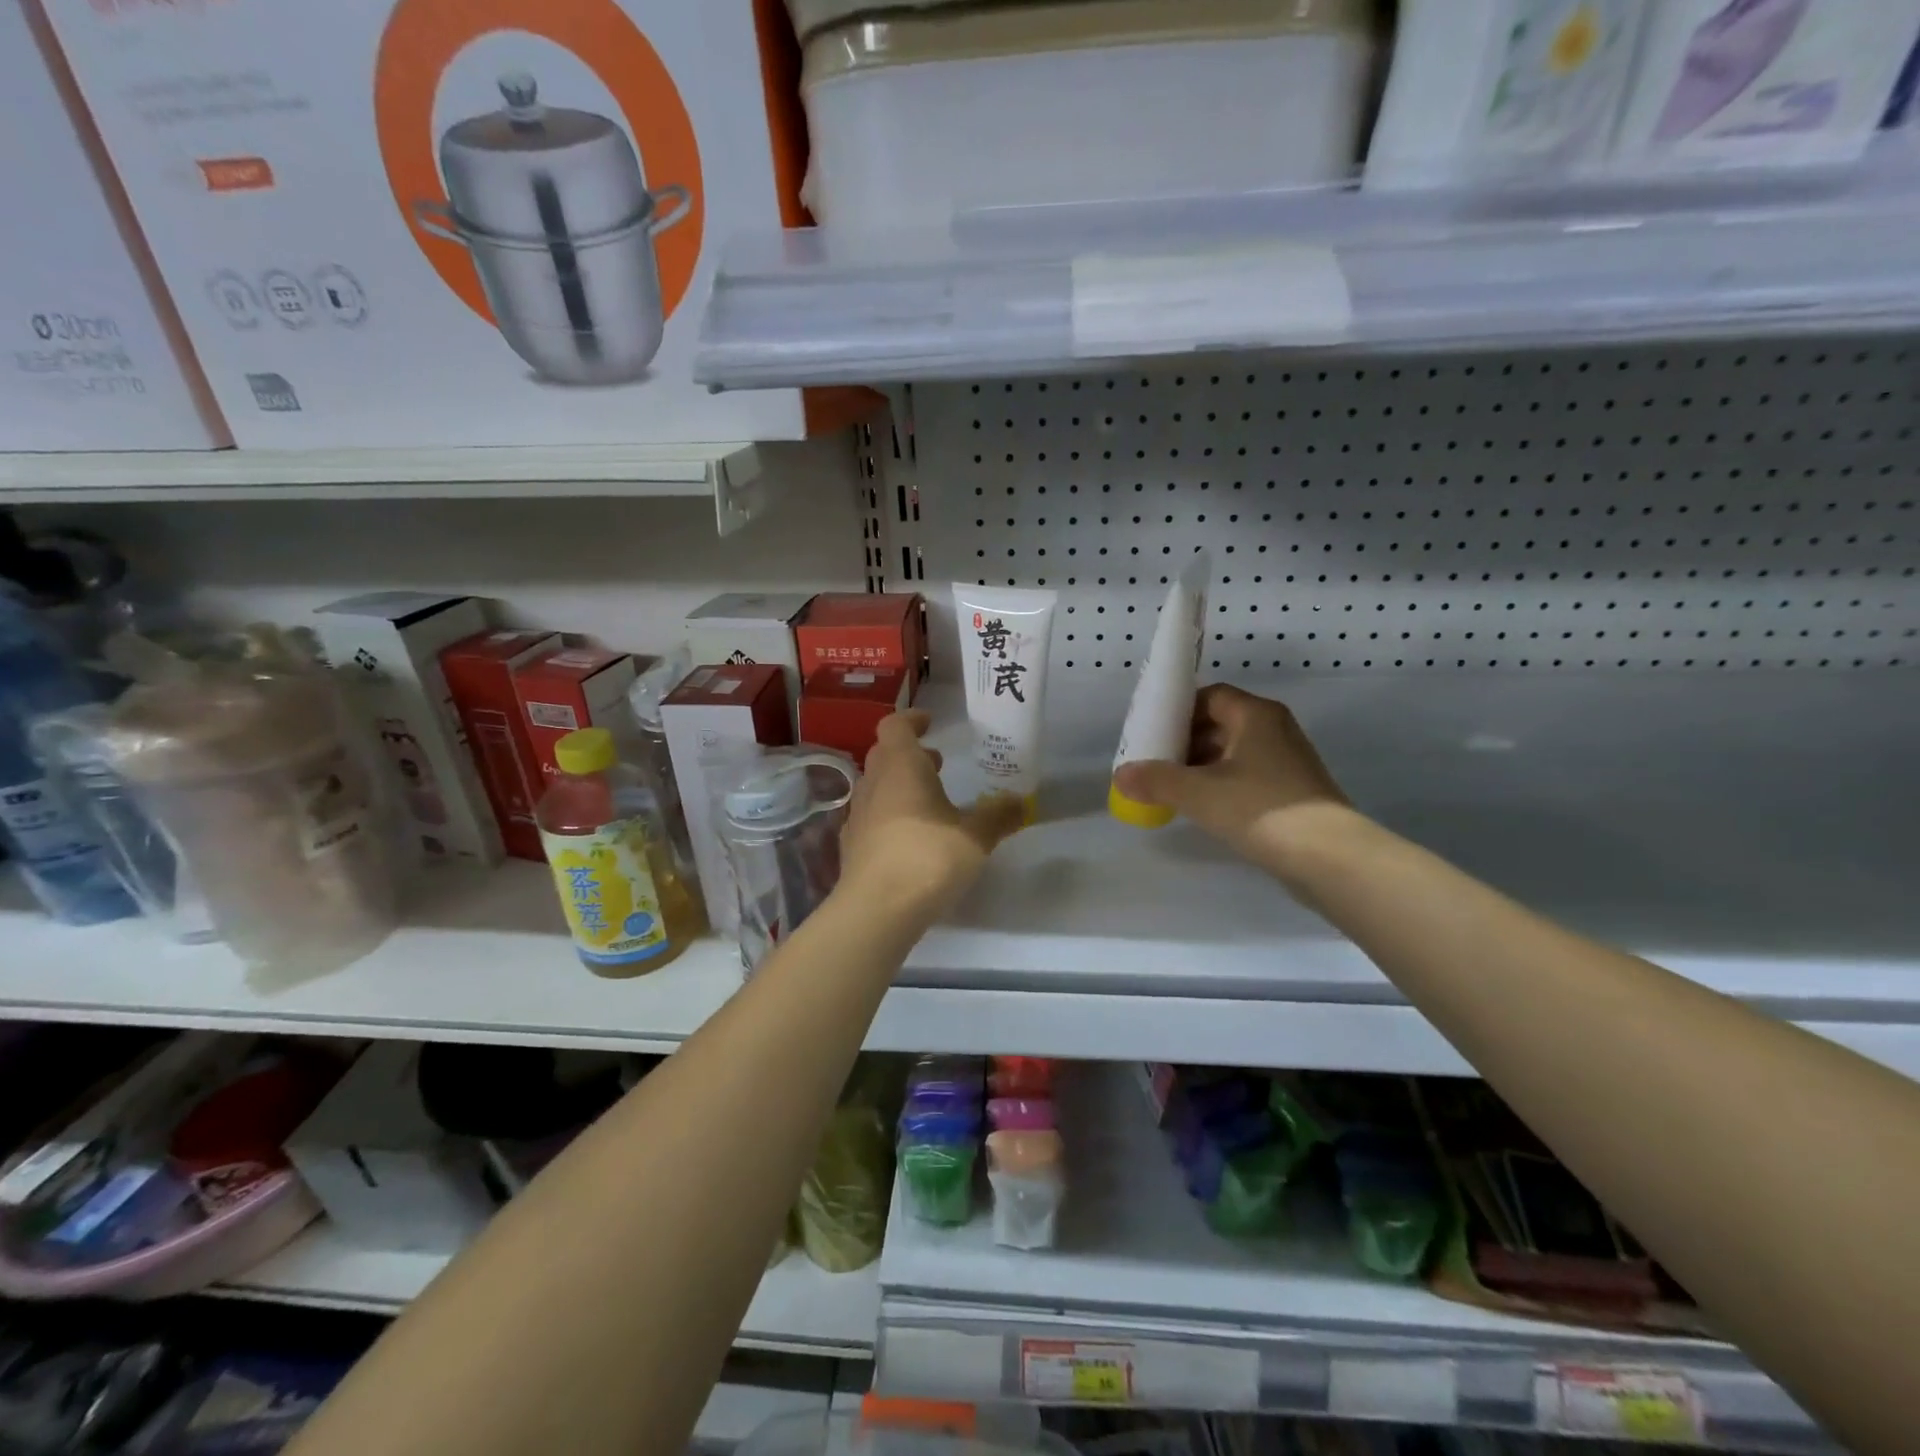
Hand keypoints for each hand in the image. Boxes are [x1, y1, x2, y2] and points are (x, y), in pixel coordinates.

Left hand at [840, 711, 1025, 916]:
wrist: (876, 910)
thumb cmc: (927, 857)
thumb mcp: (975, 837)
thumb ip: (997, 816)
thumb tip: (1020, 802)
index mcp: (901, 766)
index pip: (895, 726)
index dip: (912, 720)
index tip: (930, 723)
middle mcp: (873, 783)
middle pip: (885, 754)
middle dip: (910, 754)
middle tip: (937, 763)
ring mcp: (857, 815)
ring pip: (876, 786)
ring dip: (899, 785)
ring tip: (929, 802)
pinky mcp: (851, 846)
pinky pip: (871, 817)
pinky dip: (889, 815)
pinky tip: (910, 838)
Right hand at [1111, 685, 1350, 873]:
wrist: (1329, 857)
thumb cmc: (1259, 809)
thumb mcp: (1198, 793)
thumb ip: (1156, 780)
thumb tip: (1120, 775)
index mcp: (1256, 715)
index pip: (1211, 696)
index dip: (1179, 710)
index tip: (1152, 732)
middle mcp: (1275, 730)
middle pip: (1221, 723)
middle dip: (1185, 741)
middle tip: (1156, 762)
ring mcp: (1288, 762)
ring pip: (1234, 753)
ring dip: (1202, 766)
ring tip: (1172, 789)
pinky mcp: (1294, 792)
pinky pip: (1248, 777)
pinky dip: (1222, 785)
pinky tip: (1204, 809)